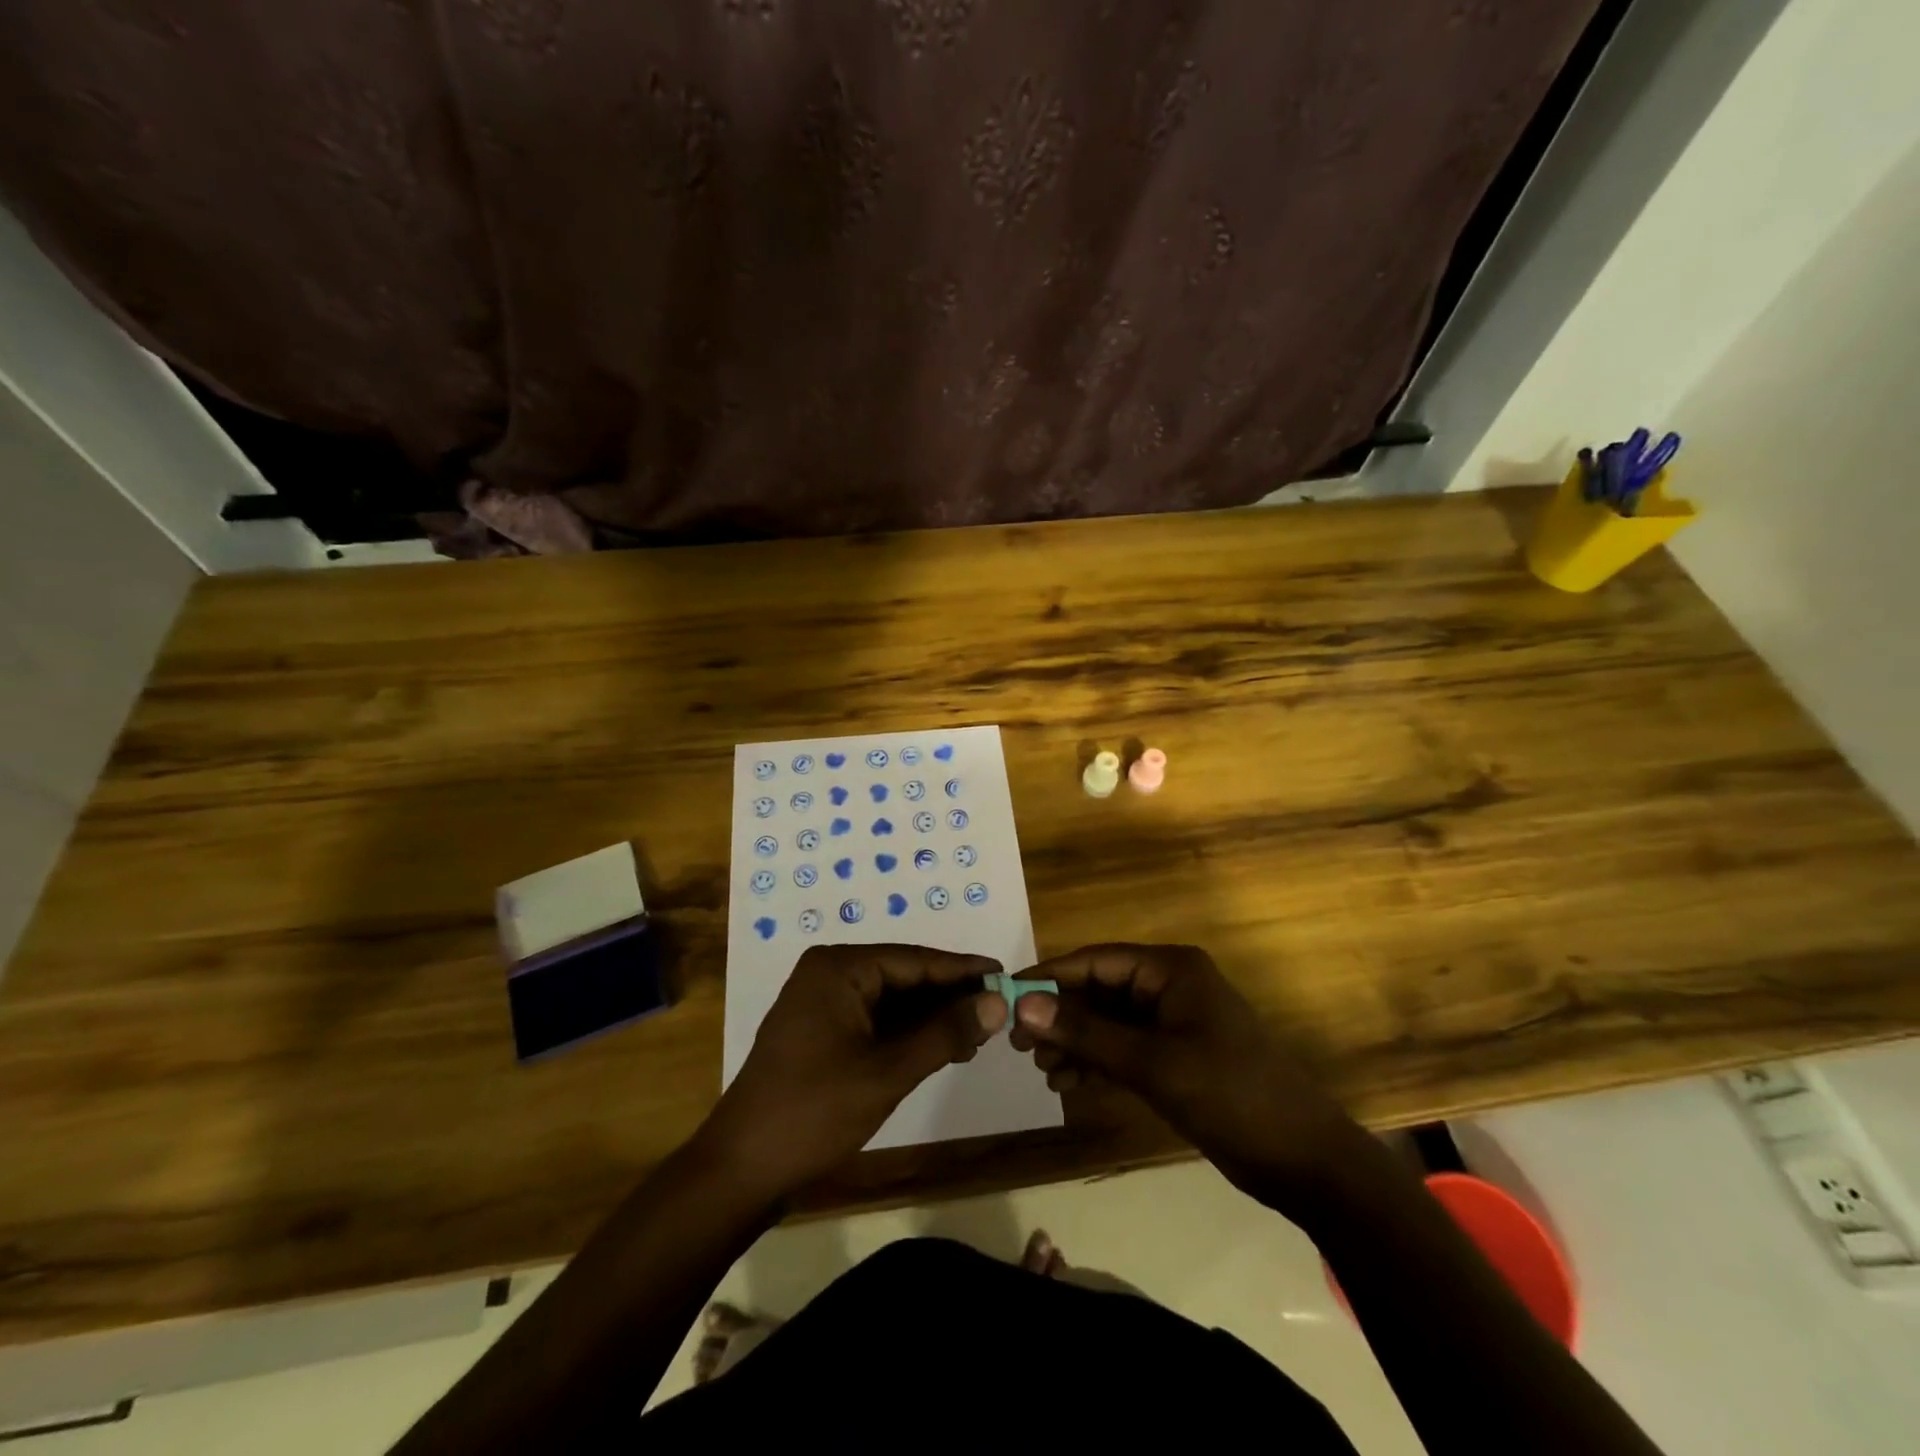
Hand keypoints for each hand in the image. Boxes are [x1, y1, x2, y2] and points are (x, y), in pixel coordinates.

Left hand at [700, 944, 1007, 1200]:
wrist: (742, 1169)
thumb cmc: (815, 1111)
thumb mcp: (888, 1071)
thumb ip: (945, 1033)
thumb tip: (998, 1002)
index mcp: (839, 968)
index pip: (915, 959)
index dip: (963, 970)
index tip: (1006, 975)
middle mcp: (830, 973)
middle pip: (904, 976)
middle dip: (949, 996)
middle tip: (998, 1011)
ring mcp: (822, 1002)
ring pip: (892, 1000)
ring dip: (931, 1018)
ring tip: (977, 1034)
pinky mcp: (821, 1031)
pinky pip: (875, 1020)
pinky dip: (907, 1034)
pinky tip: (940, 1048)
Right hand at [1010, 944, 1370, 1207]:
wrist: (1304, 1161)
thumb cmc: (1230, 1095)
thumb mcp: (1152, 1062)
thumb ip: (1086, 1032)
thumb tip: (1023, 1004)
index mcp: (1170, 969)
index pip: (1096, 960)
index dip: (1049, 976)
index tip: (1006, 998)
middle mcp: (1169, 986)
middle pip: (1099, 991)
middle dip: (1060, 1016)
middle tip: (1018, 1044)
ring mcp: (1173, 1023)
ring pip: (1108, 1022)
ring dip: (1075, 1042)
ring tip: (1042, 1069)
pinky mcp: (1176, 1057)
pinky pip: (1124, 1049)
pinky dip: (1096, 1063)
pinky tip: (1068, 1084)